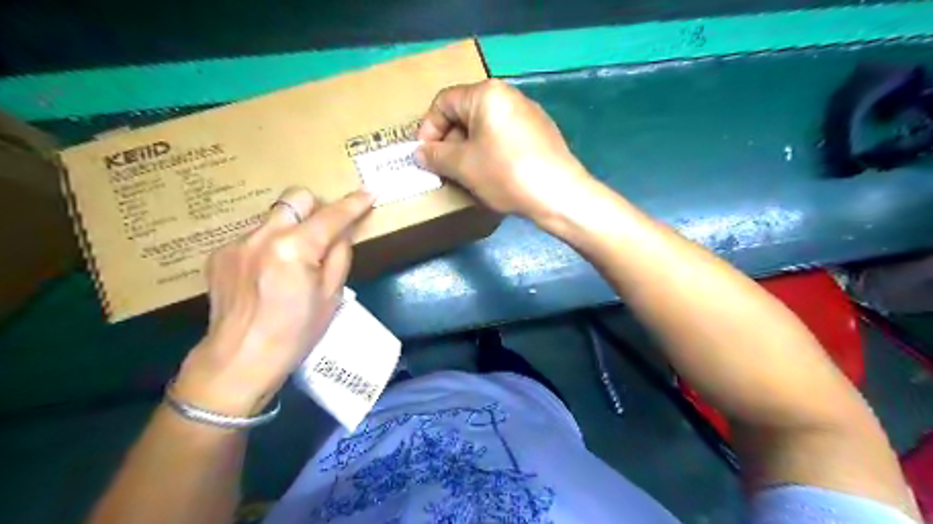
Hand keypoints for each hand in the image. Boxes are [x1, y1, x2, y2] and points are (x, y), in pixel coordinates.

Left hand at [169, 188, 374, 417]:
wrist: (239, 359)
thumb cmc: (296, 333)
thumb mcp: (331, 296)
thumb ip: (339, 255)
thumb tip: (343, 232)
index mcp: (294, 249)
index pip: (331, 216)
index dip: (353, 204)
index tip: (369, 192)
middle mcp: (262, 236)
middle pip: (295, 198)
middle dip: (315, 208)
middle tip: (325, 231)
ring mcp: (236, 243)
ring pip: (274, 218)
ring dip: (291, 229)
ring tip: (293, 261)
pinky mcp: (219, 254)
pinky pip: (254, 238)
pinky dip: (269, 247)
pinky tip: (267, 274)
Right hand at [415, 78, 597, 225]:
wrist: (559, 194)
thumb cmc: (506, 174)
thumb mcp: (463, 166)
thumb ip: (435, 155)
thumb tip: (419, 152)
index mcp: (487, 94)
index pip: (444, 102)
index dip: (428, 128)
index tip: (424, 155)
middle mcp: (509, 96)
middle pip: (465, 113)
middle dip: (449, 141)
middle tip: (444, 169)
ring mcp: (528, 114)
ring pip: (485, 128)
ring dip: (468, 150)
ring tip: (467, 176)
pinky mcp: (540, 134)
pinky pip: (504, 138)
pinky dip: (490, 153)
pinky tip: (493, 176)